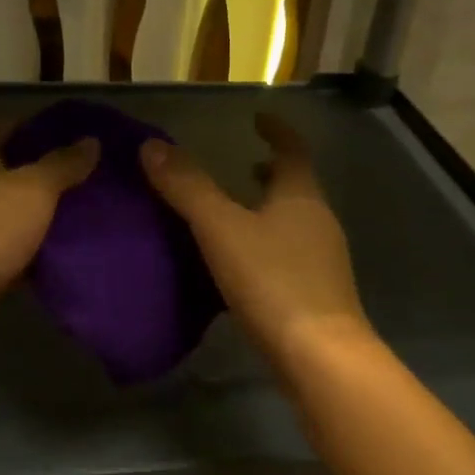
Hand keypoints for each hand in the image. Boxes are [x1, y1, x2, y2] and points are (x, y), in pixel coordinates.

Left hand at [0, 121, 97, 347]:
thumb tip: (91, 141)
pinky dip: (28, 246)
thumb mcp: (33, 189)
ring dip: (37, 212)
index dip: (42, 128)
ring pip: (7, 208)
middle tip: (86, 178)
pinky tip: (61, 252)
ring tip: (82, 213)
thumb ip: (63, 164)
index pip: (7, 124)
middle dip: (44, 172)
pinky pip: (4, 244)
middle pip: (6, 167)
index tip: (79, 139)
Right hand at [141, 113, 368, 368]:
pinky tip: (240, 265)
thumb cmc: (273, 281)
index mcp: (301, 196)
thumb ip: (187, 187)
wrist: (318, 356)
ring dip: (267, 210)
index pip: (292, 149)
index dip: (276, 130)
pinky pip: (288, 255)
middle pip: (296, 186)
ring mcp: (322, 260)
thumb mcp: (221, 229)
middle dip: (270, 172)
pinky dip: (266, 245)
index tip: (258, 118)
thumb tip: (152, 145)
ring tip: (234, 213)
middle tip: (242, 165)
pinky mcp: (317, 294)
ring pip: (293, 222)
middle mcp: (318, 221)